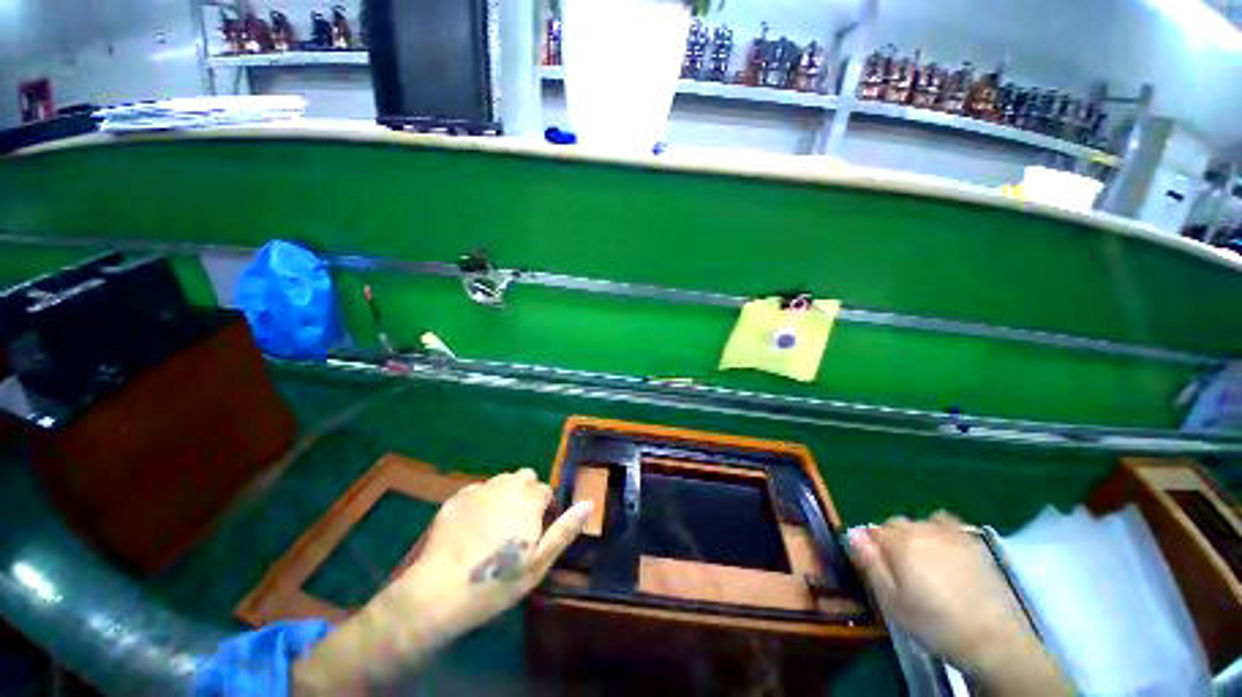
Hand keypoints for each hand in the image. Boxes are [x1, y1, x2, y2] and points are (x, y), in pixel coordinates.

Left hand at [395, 467, 593, 635]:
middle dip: (526, 495)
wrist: (437, 593)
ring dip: (504, 495)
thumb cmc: (496, 581)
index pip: (545, 490)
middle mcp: (505, 485)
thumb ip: (566, 528)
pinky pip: (477, 491)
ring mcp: (478, 490)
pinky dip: (481, 502)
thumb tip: (589, 503)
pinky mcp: (454, 499)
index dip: (544, 510)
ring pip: (500, 482)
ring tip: (495, 526)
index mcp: (528, 498)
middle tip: (517, 527)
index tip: (535, 533)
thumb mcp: (539, 561)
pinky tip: (471, 528)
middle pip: (524, 478)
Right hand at [848, 513, 1066, 695]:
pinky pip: (947, 522)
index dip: (871, 547)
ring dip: (916, 534)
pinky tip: (944, 549)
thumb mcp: (892, 602)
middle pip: (896, 523)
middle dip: (892, 539)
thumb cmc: (934, 624)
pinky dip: (939, 528)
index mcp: (899, 543)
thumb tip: (852, 534)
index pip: (873, 531)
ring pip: (920, 521)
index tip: (877, 567)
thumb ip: (870, 563)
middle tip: (900, 570)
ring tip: (924, 560)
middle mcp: (922, 530)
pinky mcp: (973, 542)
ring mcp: (951, 533)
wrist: (993, 640)